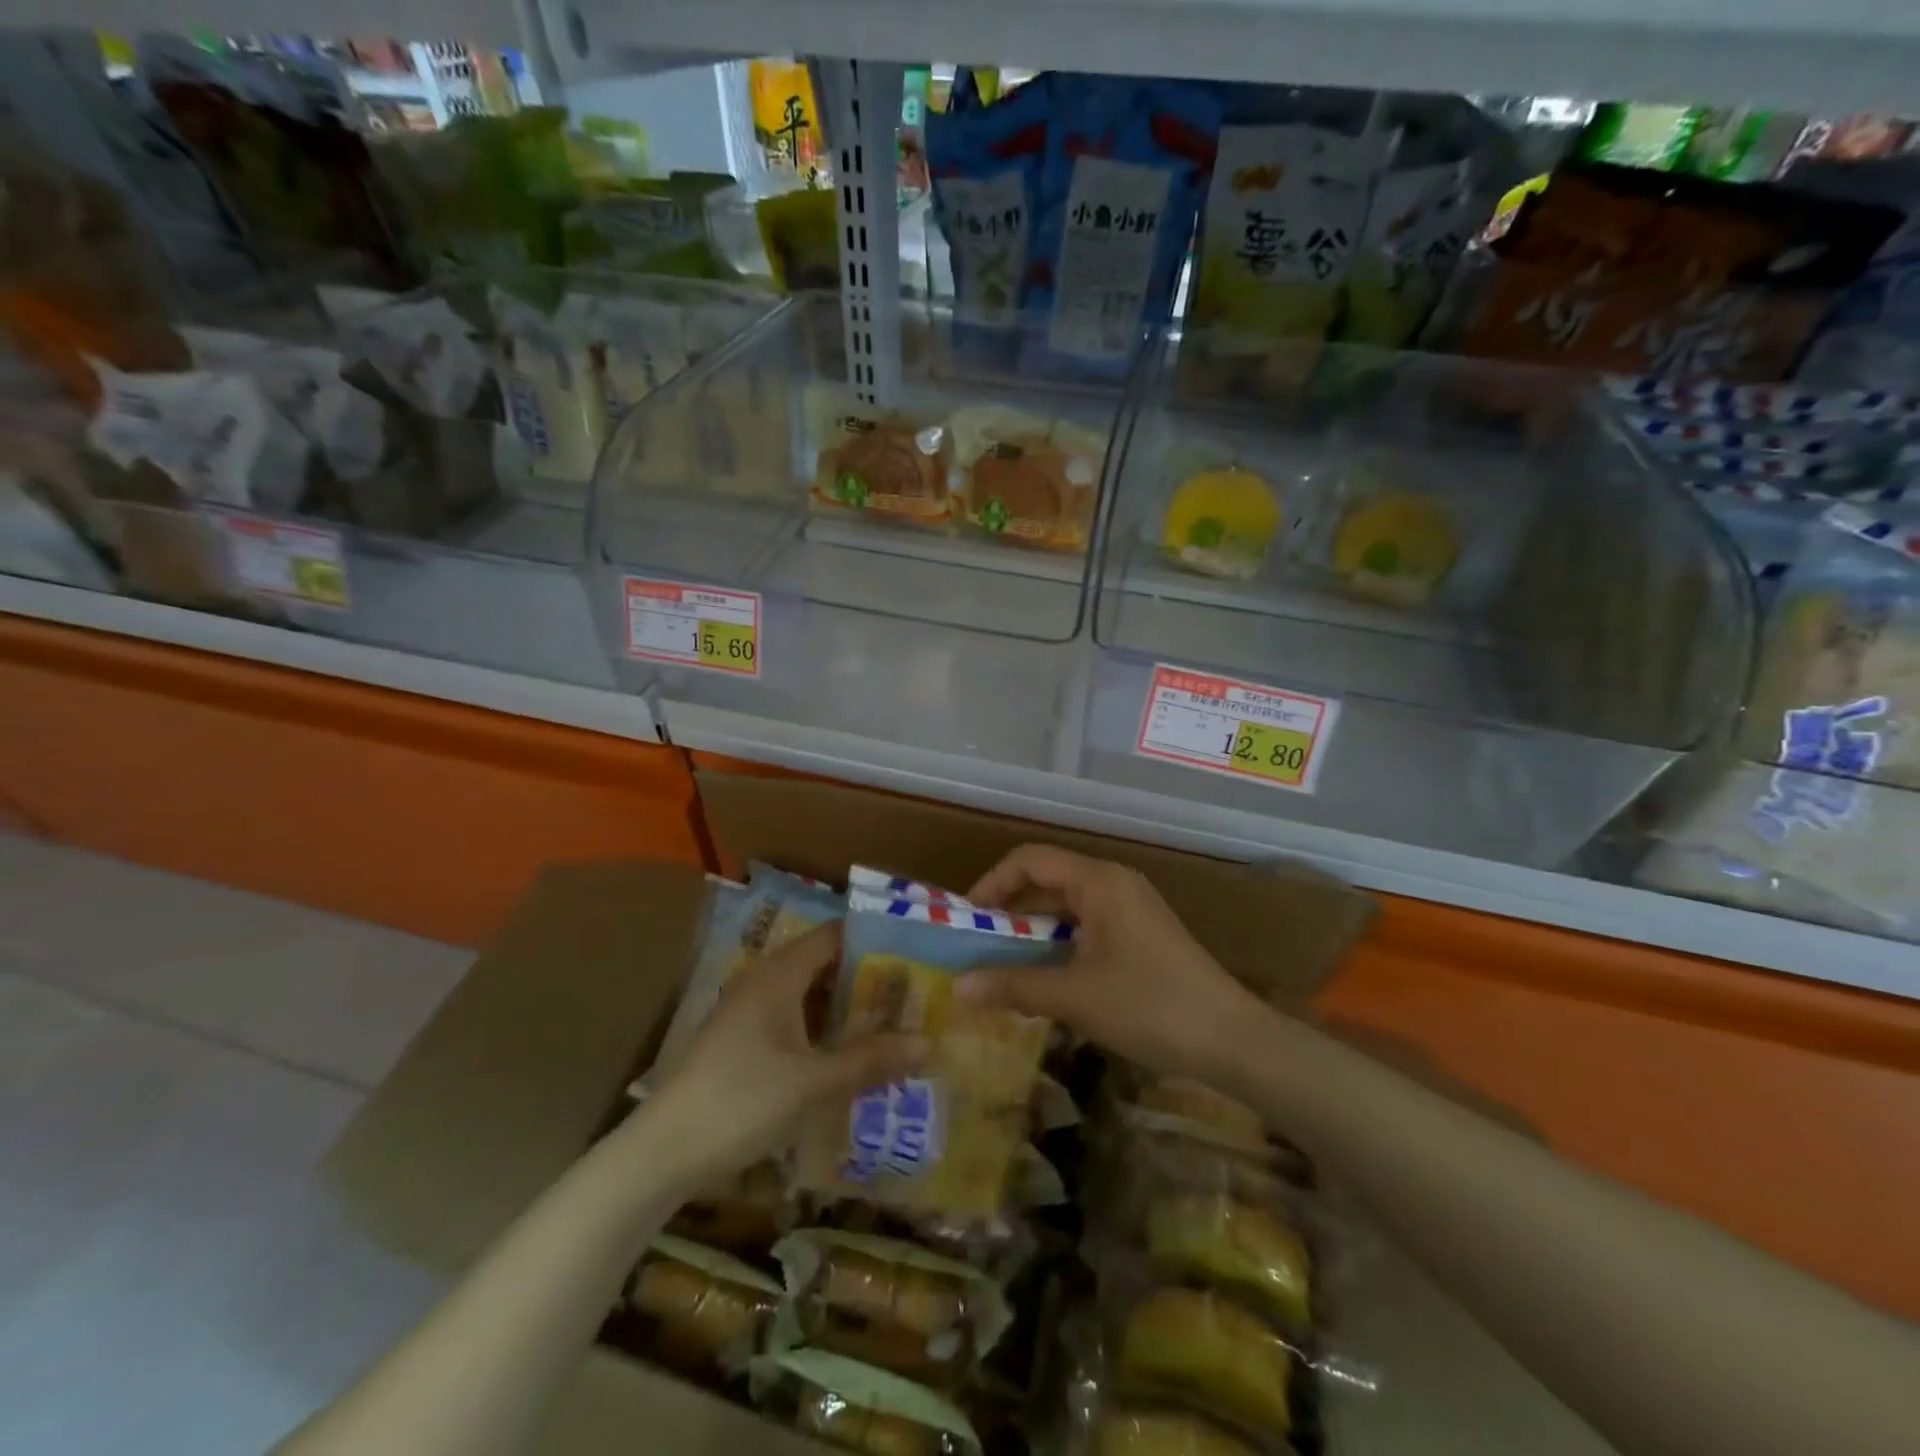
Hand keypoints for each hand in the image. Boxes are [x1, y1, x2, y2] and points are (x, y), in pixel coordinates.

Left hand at [645, 922, 927, 1187]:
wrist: (662, 1154)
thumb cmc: (741, 1103)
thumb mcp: (813, 1084)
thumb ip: (870, 1060)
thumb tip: (928, 1042)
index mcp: (779, 975)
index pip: (834, 936)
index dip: (874, 940)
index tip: (915, 953)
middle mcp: (763, 982)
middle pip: (823, 963)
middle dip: (866, 976)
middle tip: (912, 992)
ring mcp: (748, 1012)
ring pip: (807, 994)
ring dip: (844, 1005)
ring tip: (890, 1020)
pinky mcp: (740, 1042)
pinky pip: (792, 1018)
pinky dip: (822, 1027)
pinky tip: (845, 1053)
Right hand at [959, 845, 1266, 1081]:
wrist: (1233, 1039)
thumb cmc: (1149, 1006)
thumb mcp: (1074, 996)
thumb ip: (1013, 986)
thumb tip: (957, 988)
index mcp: (1098, 881)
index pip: (1030, 860)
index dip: (992, 883)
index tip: (967, 919)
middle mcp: (1115, 883)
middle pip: (1048, 880)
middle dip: (1010, 910)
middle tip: (977, 945)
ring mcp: (1132, 908)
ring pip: (1068, 907)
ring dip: (1034, 931)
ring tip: (1003, 964)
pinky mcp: (1143, 934)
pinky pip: (1089, 926)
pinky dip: (1060, 944)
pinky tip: (1047, 977)